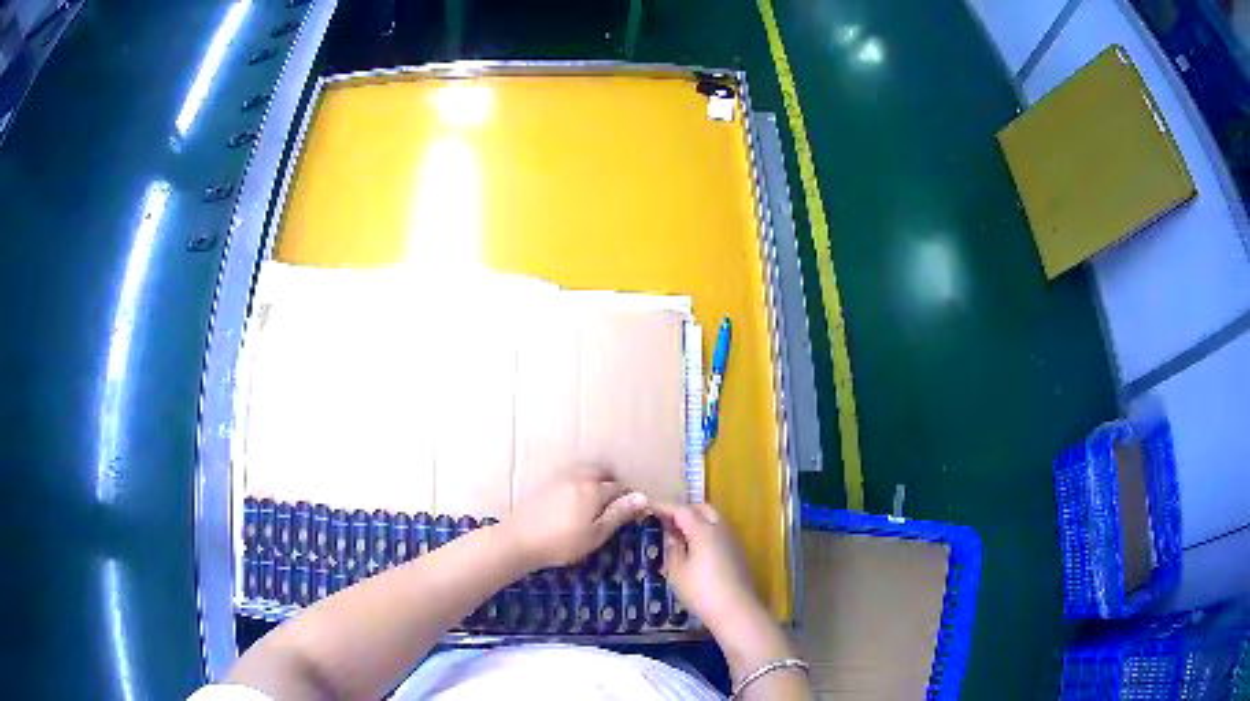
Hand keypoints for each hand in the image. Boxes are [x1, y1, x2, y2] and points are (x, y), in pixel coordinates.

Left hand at [505, 468, 648, 569]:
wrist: (518, 540)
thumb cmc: (561, 543)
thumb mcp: (595, 534)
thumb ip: (618, 514)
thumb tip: (642, 497)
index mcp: (594, 490)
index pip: (620, 487)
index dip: (631, 498)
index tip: (636, 511)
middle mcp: (579, 478)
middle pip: (603, 472)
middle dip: (614, 483)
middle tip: (618, 502)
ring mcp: (560, 479)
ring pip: (586, 471)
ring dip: (597, 479)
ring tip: (599, 500)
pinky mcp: (546, 485)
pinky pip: (571, 476)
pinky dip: (581, 482)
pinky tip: (576, 500)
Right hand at [652, 502, 765, 634]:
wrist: (737, 610)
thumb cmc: (701, 591)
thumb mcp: (677, 572)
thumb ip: (672, 550)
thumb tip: (672, 537)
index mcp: (704, 530)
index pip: (682, 510)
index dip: (664, 507)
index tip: (648, 507)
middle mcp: (721, 529)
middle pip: (702, 509)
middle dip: (683, 510)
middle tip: (666, 521)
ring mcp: (732, 540)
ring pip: (714, 520)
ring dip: (696, 521)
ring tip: (678, 535)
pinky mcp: (738, 553)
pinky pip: (719, 533)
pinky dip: (706, 533)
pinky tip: (695, 549)